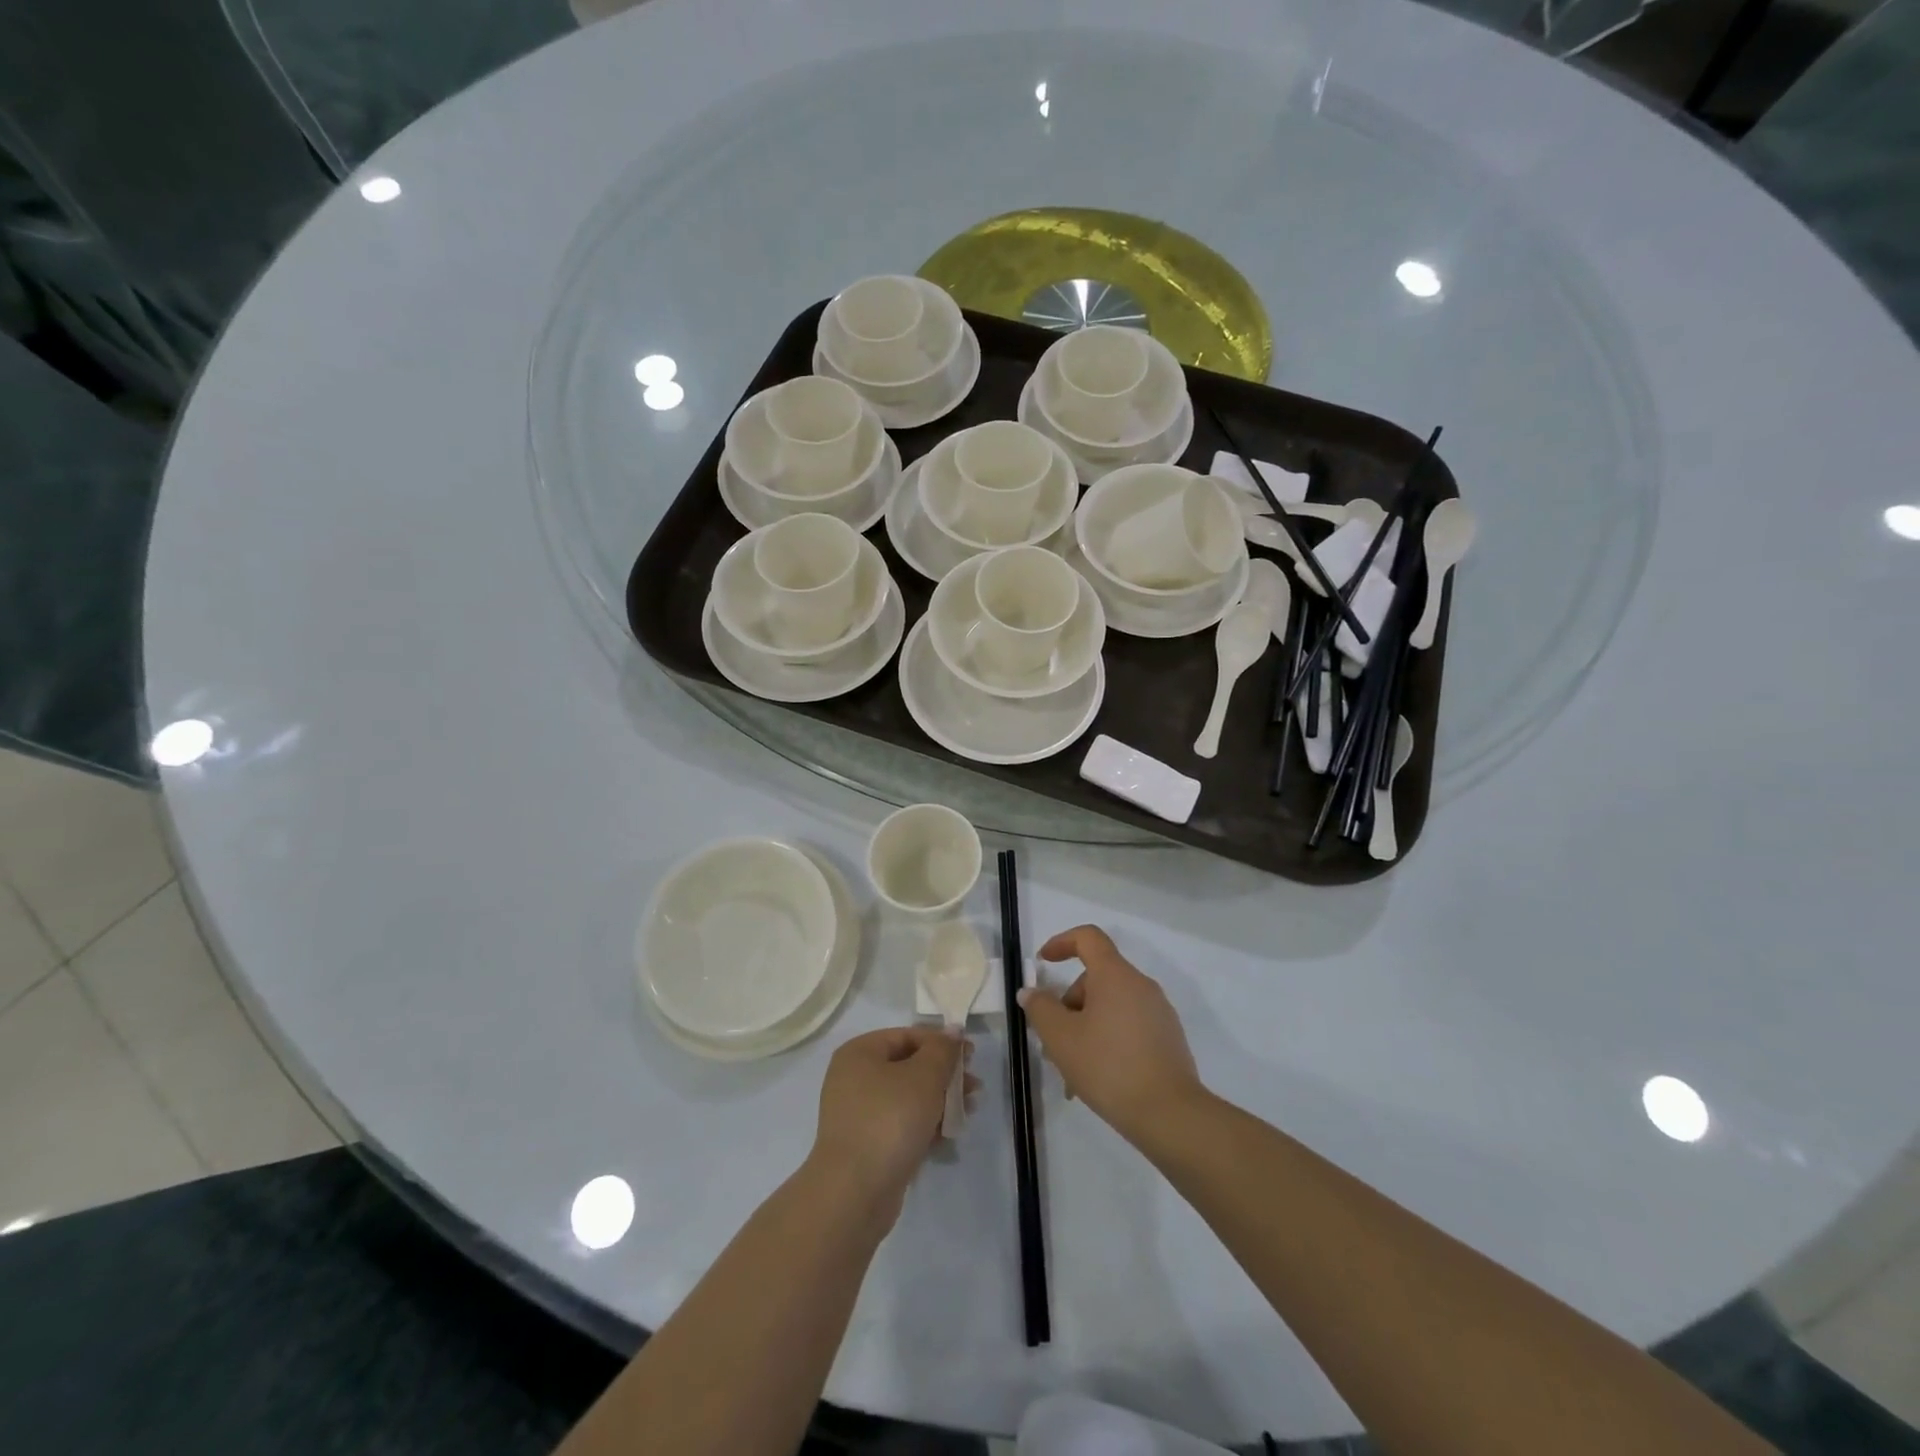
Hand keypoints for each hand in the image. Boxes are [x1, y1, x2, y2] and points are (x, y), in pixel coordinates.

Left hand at [809, 1027, 973, 1220]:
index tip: (971, 1056)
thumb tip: (953, 1031)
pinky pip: (901, 1125)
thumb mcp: (924, 1076)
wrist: (854, 1193)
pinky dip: (925, 1125)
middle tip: (975, 1087)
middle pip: (909, 1066)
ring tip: (968, 1111)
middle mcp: (853, 1078)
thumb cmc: (889, 1120)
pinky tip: (950, 1134)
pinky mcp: (866, 1146)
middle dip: (945, 1075)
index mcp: (859, 1053)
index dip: (942, 1043)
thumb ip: (943, 1050)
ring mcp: (858, 1114)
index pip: (907, 1036)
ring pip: (907, 1098)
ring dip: (940, 1101)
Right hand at [1018, 925, 1203, 1144]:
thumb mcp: (1061, 1038)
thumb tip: (1031, 992)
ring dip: (1086, 1028)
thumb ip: (1041, 1008)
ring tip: (1071, 1071)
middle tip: (1052, 1042)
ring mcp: (1159, 1012)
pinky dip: (1108, 1041)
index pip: (1088, 938)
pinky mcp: (1168, 1039)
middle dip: (1069, 1004)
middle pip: (1096, 978)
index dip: (1062, 942)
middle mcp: (1141, 985)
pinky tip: (1098, 1079)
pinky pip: (1129, 1027)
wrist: (1170, 1114)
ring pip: (1111, 1007)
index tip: (1043, 962)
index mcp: (1115, 975)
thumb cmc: (1108, 1066)